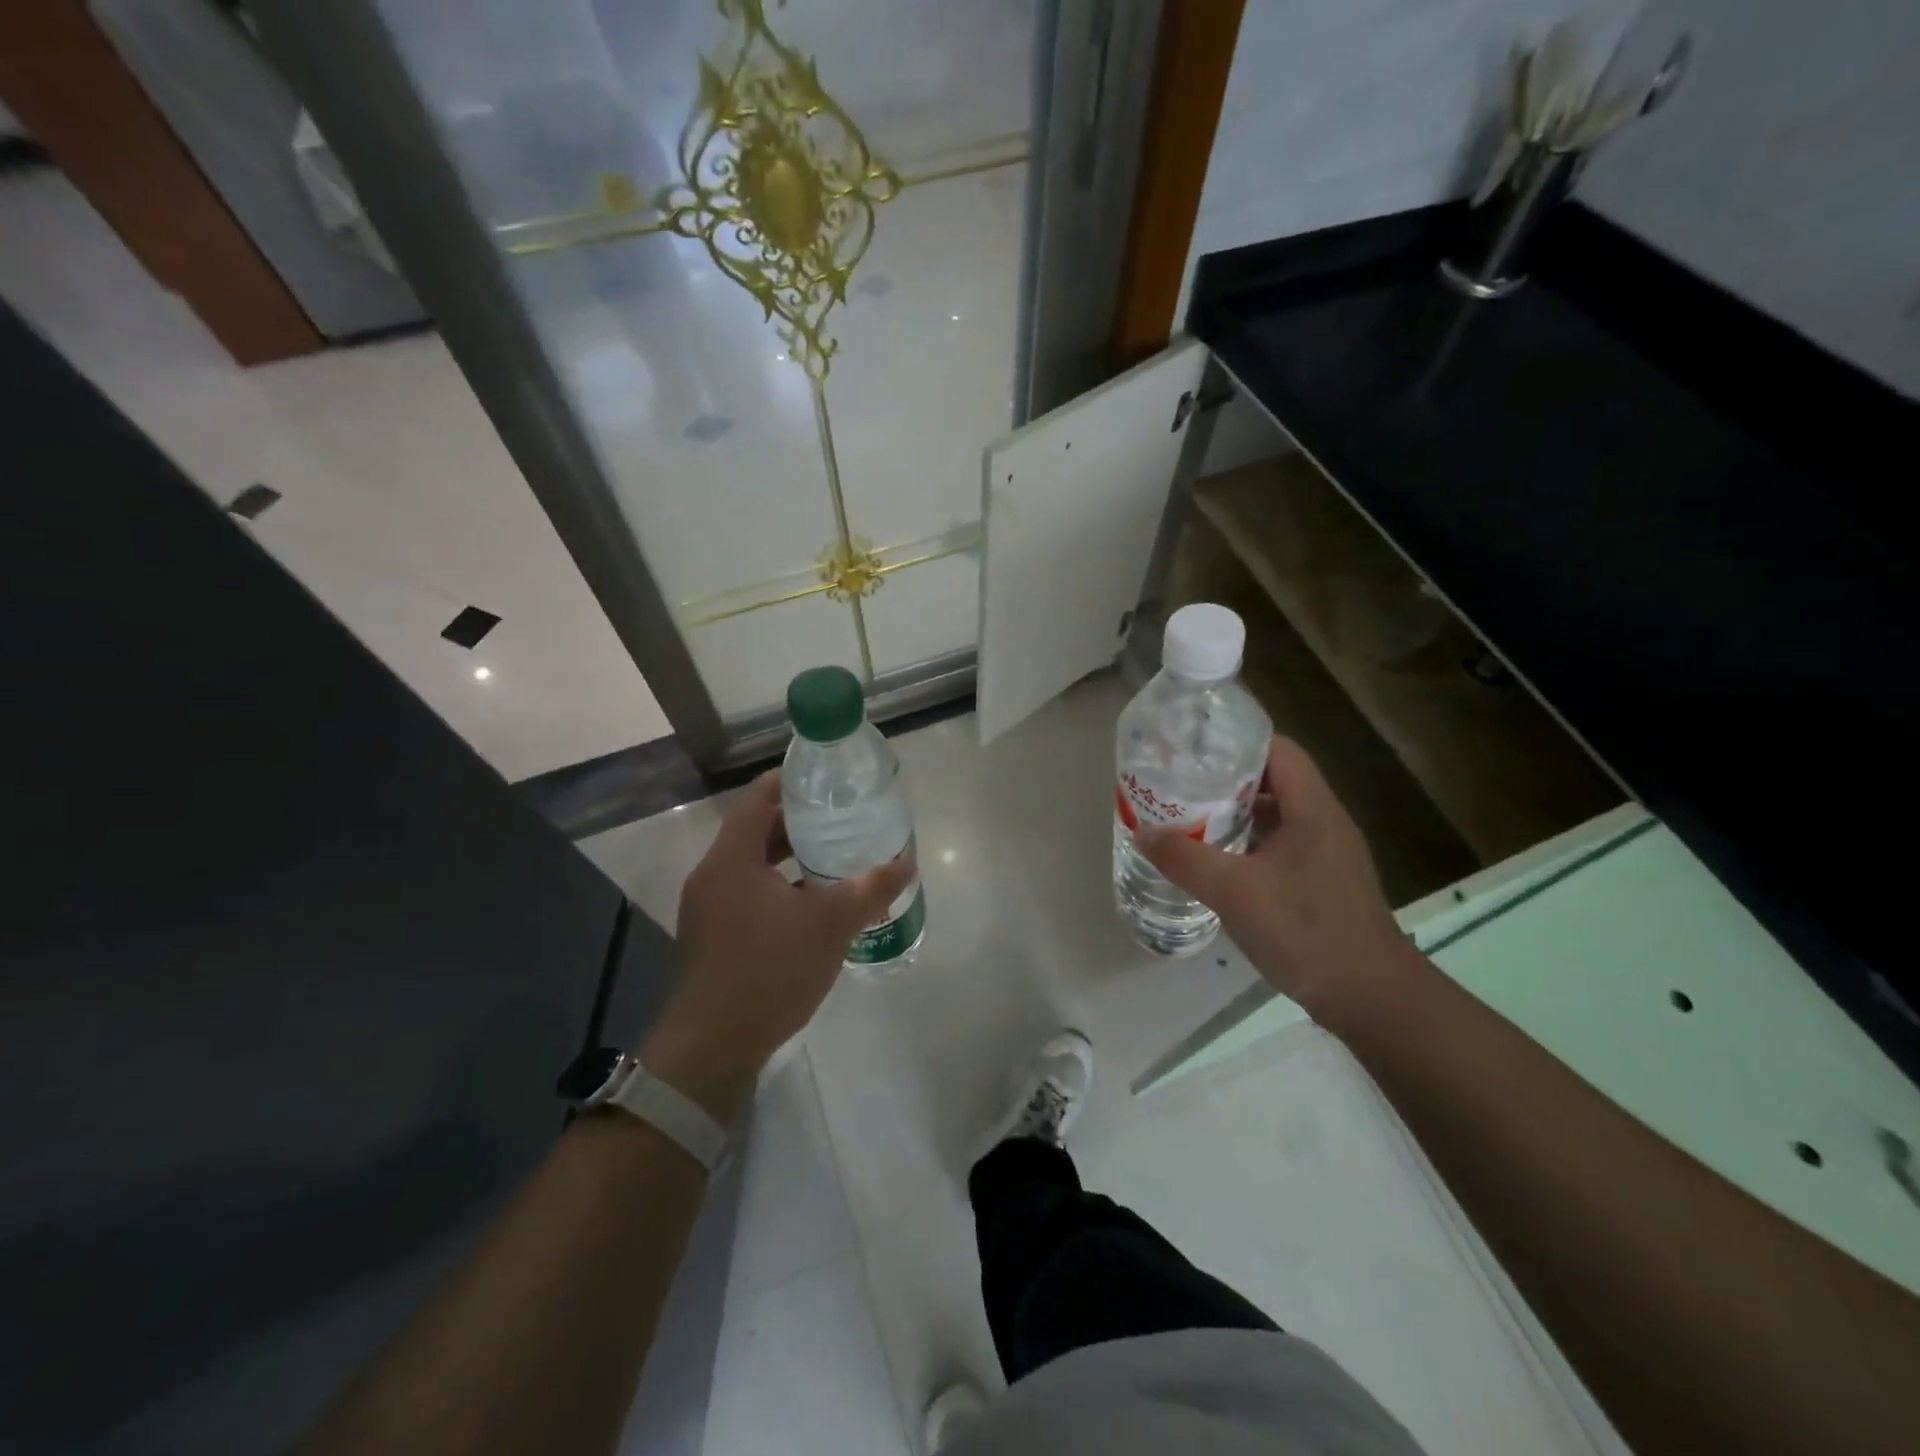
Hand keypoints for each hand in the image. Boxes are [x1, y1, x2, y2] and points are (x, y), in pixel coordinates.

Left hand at [640, 771, 915, 1121]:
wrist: (713, 1048)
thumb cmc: (769, 970)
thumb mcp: (830, 924)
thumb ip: (870, 888)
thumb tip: (906, 861)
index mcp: (731, 859)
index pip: (757, 799)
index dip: (789, 782)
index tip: (823, 778)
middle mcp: (713, 877)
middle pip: (755, 832)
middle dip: (797, 823)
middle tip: (840, 817)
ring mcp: (709, 911)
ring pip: (753, 868)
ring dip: (789, 860)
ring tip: (834, 858)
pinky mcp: (714, 940)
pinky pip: (749, 897)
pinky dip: (780, 890)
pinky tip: (813, 907)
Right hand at [1136, 736, 1423, 1026]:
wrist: (1370, 996)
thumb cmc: (1305, 930)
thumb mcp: (1234, 892)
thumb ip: (1185, 859)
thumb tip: (1142, 831)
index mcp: (1313, 809)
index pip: (1278, 750)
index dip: (1236, 742)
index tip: (1194, 749)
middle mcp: (1324, 822)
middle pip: (1275, 780)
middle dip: (1226, 779)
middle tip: (1181, 784)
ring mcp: (1327, 854)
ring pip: (1277, 816)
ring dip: (1236, 814)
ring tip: (1190, 818)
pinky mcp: (1324, 882)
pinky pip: (1281, 846)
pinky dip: (1249, 844)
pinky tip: (1219, 862)